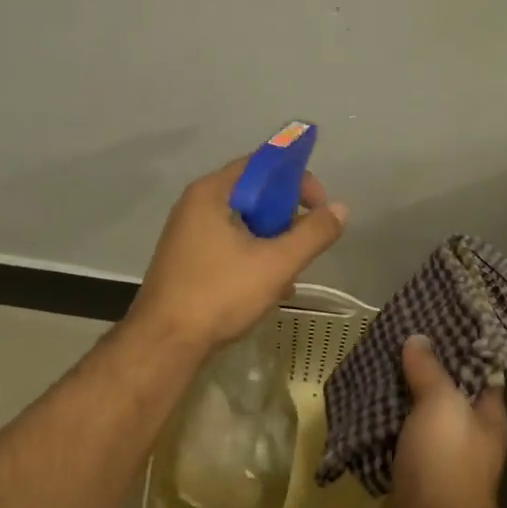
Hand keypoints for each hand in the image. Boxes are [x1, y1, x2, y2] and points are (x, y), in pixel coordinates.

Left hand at [127, 157, 348, 351]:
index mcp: (210, 193)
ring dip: (272, 243)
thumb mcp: (276, 263)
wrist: (166, 343)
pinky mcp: (186, 262)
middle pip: (252, 196)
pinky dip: (252, 259)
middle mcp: (194, 206)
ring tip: (290, 273)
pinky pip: (228, 247)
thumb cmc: (220, 294)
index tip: (320, 206)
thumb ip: (312, 234)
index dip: (296, 178)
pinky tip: (269, 289)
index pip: (260, 164)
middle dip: (286, 217)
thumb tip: (340, 209)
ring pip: (242, 226)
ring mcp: (186, 236)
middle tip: (306, 242)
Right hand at [378, 335, 506, 507]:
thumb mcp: (441, 405)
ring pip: (411, 417)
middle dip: (417, 369)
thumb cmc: (446, 463)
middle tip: (390, 338)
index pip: (479, 371)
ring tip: (368, 363)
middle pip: (441, 392)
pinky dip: (375, 426)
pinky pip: (390, 441)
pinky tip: (355, 403)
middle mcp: (465, 436)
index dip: (459, 346)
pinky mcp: (406, 475)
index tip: (433, 322)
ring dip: (392, 396)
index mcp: (487, 417)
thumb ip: (430, 370)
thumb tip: (418, 340)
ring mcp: (434, 457)